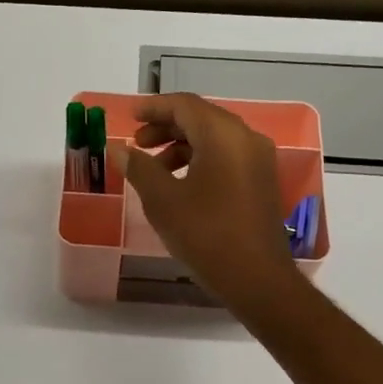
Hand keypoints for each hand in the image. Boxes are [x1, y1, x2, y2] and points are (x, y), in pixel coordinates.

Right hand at [111, 93, 303, 311]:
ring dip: (181, 145)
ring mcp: (258, 160)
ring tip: (153, 169)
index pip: (184, 105)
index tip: (129, 116)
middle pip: (201, 118)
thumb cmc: (206, 235)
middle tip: (137, 144)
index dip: (154, 107)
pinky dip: (200, 159)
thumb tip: (120, 149)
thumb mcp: (163, 201)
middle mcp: (246, 139)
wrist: (256, 278)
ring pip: (214, 138)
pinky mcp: (261, 181)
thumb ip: (139, 168)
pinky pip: (227, 156)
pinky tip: (180, 184)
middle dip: (166, 126)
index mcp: (223, 135)